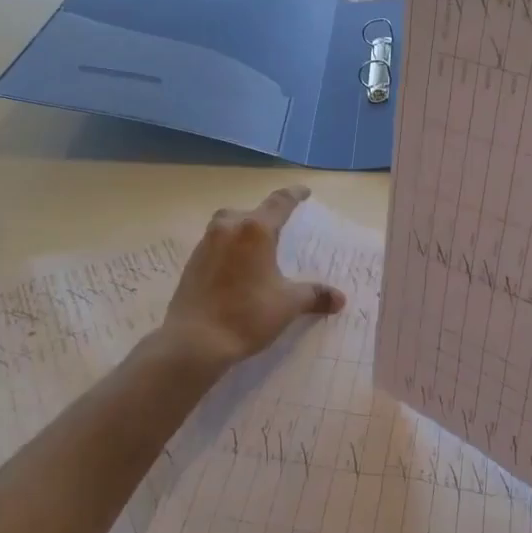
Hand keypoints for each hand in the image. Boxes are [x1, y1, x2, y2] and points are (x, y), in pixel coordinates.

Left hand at [160, 185, 346, 370]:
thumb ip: (314, 295)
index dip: (294, 195)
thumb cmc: (247, 315)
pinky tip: (237, 269)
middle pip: (250, 212)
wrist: (194, 341)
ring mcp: (206, 243)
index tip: (304, 191)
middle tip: (279, 228)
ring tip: (257, 249)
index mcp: (255, 230)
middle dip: (266, 216)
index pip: (280, 202)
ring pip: (229, 225)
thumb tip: (339, 299)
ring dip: (244, 230)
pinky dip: (230, 248)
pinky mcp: (192, 262)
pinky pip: (216, 244)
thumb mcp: (288, 304)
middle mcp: (228, 228)